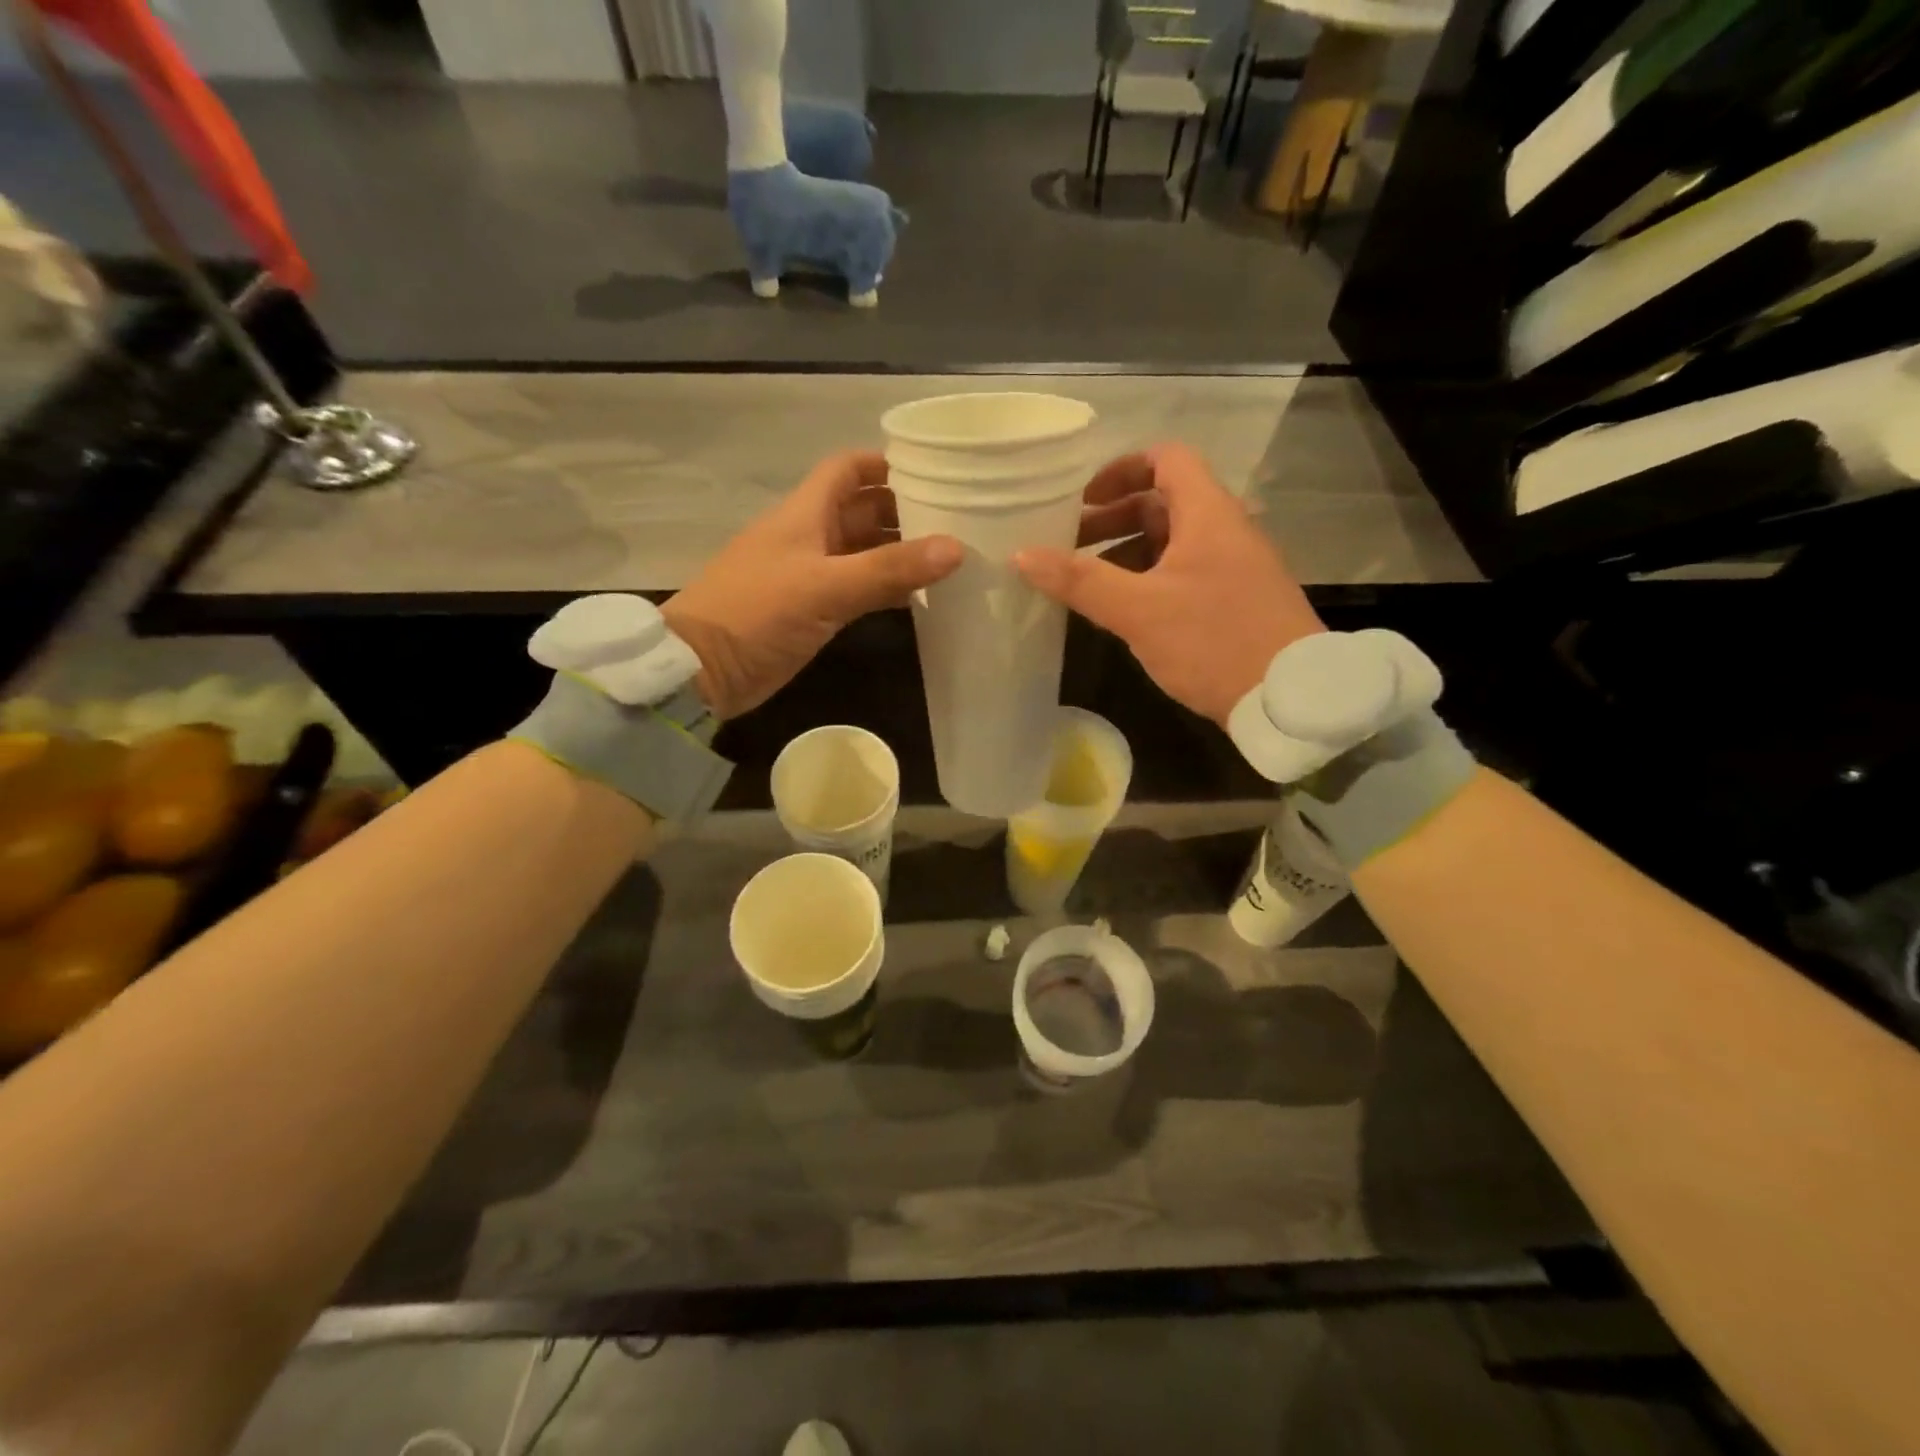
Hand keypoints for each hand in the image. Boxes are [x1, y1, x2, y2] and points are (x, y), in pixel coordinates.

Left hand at [663, 451, 961, 718]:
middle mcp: (809, 536)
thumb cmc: (758, 612)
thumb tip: (956, 548)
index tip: (933, 472)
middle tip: (958, 521)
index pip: (848, 469)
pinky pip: (858, 589)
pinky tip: (919, 599)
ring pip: (863, 553)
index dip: (886, 464)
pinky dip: (885, 589)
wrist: (703, 669)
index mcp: (805, 513)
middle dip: (905, 512)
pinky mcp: (811, 611)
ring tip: (950, 560)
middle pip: (862, 510)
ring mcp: (810, 575)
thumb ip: (889, 569)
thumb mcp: (827, 587)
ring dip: (899, 554)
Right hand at [1015, 444, 1323, 725]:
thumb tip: (1023, 555)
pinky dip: (1148, 579)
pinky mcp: (1235, 601)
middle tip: (1069, 545)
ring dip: (1127, 553)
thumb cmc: (1214, 641)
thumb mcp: (1139, 611)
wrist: (1291, 698)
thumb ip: (1080, 581)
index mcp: (1207, 514)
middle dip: (1112, 519)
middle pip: (1164, 502)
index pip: (1166, 460)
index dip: (1121, 470)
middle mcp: (1224, 530)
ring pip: (1172, 542)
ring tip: (1086, 582)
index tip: (1083, 500)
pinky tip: (1124, 611)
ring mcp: (1233, 567)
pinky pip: (1184, 573)